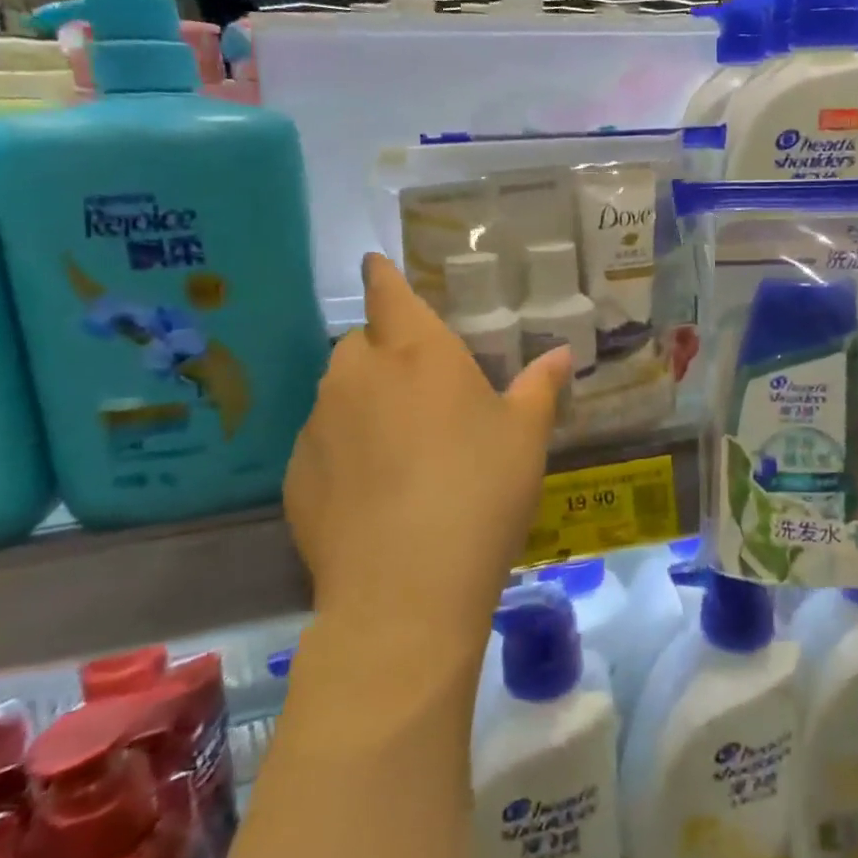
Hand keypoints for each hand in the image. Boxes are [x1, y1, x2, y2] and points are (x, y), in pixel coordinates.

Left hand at [284, 255, 571, 638]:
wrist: (405, 589)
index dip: (383, 276)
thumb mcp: (525, 437)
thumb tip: (561, 353)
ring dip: (365, 401)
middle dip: (387, 351)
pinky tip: (373, 492)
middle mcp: (357, 374)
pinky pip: (323, 442)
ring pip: (340, 393)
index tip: (378, 267)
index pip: (388, 291)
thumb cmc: (480, 491)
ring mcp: (318, 424)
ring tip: (401, 446)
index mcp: (416, 351)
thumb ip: (540, 387)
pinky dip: (344, 449)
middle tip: (424, 389)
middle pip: (363, 343)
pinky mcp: (295, 475)